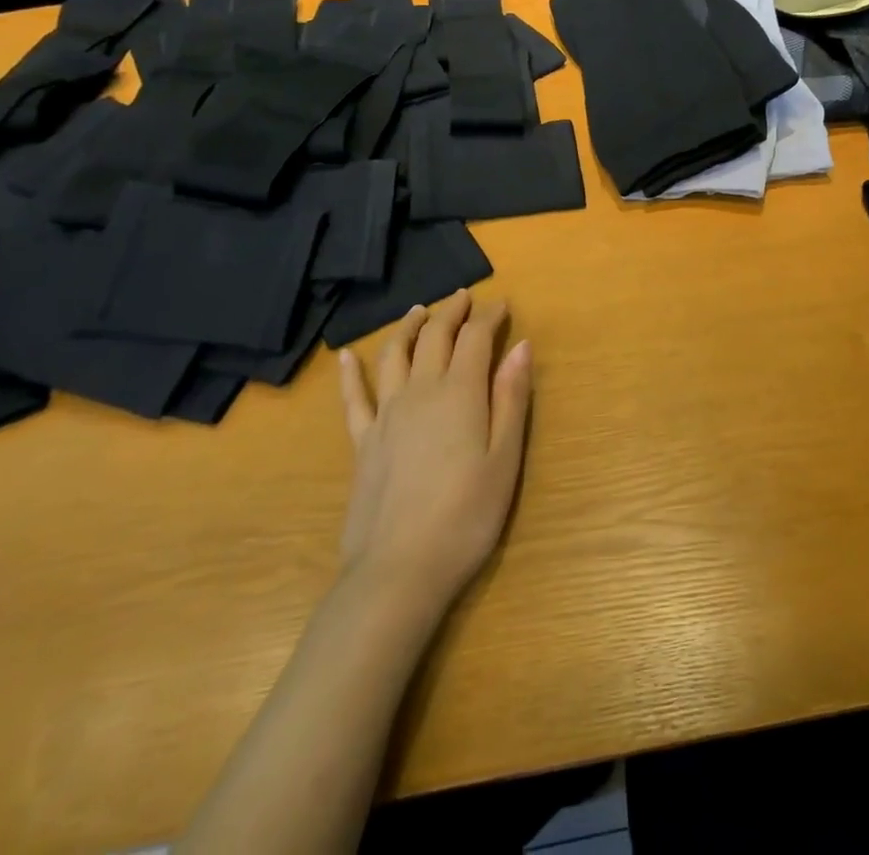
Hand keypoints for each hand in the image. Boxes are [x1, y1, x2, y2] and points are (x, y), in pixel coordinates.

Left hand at [335, 291, 532, 612]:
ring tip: (419, 310)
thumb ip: (512, 397)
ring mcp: (386, 415)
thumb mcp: (505, 458)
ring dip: (408, 327)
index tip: (503, 305)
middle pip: (434, 336)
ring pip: (394, 355)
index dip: (490, 316)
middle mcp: (421, 391)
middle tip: (465, 297)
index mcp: (460, 392)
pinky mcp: (362, 442)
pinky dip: (350, 373)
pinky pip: (353, 398)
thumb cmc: (466, 516)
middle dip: (452, 312)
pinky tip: (347, 356)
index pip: (475, 338)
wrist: (398, 571)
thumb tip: (521, 346)